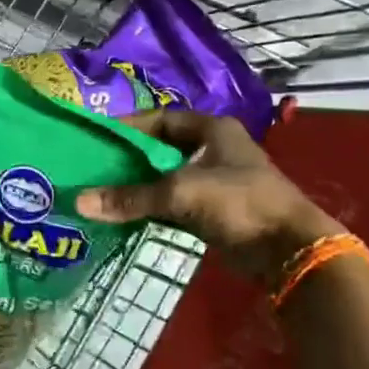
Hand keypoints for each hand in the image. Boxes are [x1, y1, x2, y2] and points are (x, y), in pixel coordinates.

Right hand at [75, 110, 340, 284]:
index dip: (130, 127)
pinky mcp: (216, 210)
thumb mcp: (181, 193)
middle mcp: (214, 149)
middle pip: (162, 148)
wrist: (289, 250)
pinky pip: (175, 202)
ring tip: (104, 192)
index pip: (162, 118)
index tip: (99, 139)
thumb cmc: (239, 203)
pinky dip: (153, 207)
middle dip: (130, 159)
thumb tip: (80, 202)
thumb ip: (131, 197)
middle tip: (95, 168)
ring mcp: (217, 181)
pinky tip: (127, 215)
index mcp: (212, 129)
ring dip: (140, 186)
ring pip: (168, 177)